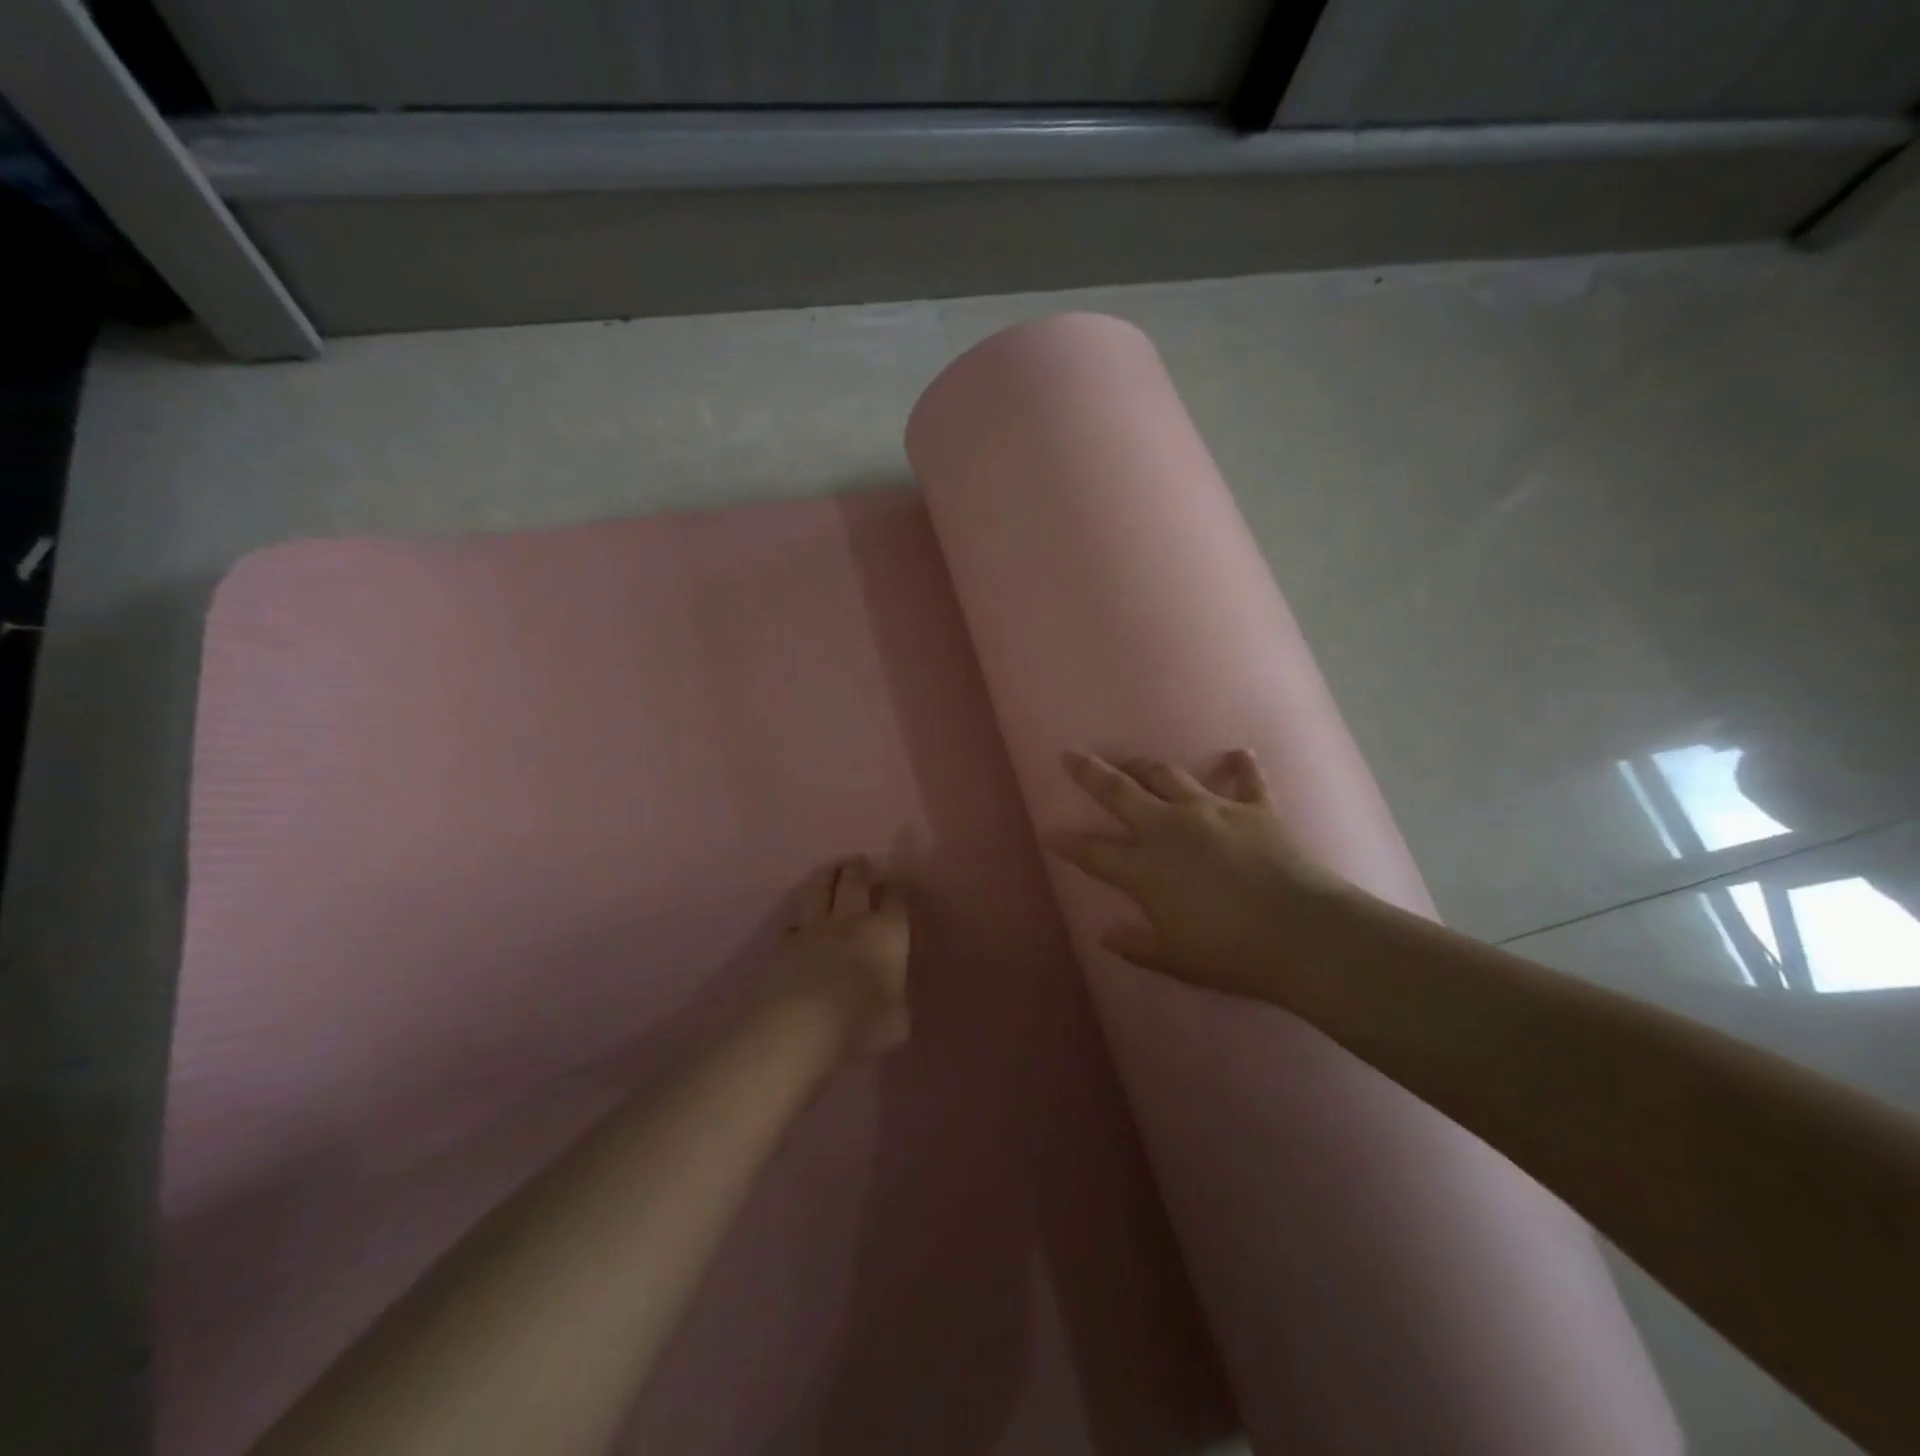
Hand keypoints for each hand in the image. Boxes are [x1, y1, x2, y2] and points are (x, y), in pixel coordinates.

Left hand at [773, 856, 911, 1060]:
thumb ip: (895, 1000)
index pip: (896, 901)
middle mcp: (852, 922)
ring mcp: (814, 930)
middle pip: (854, 883)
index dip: (897, 891)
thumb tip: (889, 996)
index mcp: (887, 934)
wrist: (801, 1028)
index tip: (897, 887)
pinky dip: (798, 922)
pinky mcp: (784, 946)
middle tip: (860, 862)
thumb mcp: (897, 1020)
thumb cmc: (862, 1024)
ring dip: (826, 878)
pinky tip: (798, 926)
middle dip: (860, 870)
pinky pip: (792, 925)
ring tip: (830, 870)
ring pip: (819, 891)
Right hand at [1049, 749, 1359, 1003]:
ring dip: (1145, 766)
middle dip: (1090, 773)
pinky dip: (1240, 765)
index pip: (1093, 852)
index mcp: (1145, 868)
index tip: (1050, 832)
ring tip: (1132, 762)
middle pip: (1120, 792)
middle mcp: (1169, 828)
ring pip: (1168, 776)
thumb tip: (1105, 936)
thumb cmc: (1231, 953)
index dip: (1068, 842)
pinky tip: (1237, 753)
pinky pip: (1246, 779)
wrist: (1302, 933)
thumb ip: (1137, 945)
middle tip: (1070, 756)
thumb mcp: (1176, 961)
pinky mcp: (1254, 809)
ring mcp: (1212, 811)